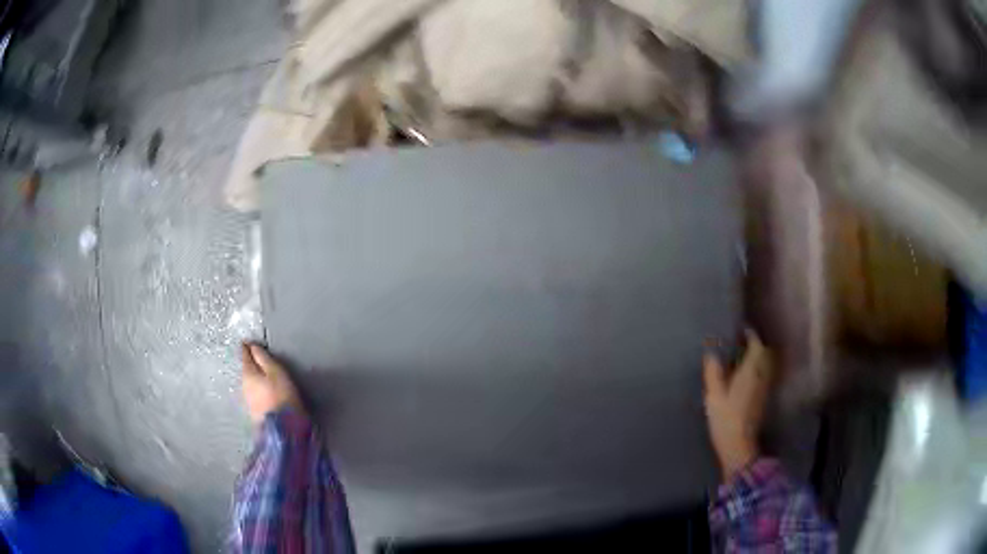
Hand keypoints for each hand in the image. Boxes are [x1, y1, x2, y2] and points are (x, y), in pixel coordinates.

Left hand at [241, 343, 302, 424]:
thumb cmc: (281, 395)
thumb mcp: (275, 372)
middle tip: (256, 357)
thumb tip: (252, 346)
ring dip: (254, 378)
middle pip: (246, 370)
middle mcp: (243, 385)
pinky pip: (253, 394)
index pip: (244, 355)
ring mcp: (247, 400)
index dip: (247, 347)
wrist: (282, 428)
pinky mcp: (253, 411)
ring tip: (262, 375)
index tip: (248, 341)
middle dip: (250, 364)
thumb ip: (263, 358)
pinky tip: (263, 391)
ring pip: (249, 383)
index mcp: (247, 373)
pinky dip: (257, 389)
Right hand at [703, 330, 773, 482]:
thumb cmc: (726, 419)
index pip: (756, 345)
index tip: (741, 330)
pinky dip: (756, 371)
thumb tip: (711, 353)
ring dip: (757, 358)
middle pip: (763, 354)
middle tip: (740, 342)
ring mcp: (764, 388)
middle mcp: (762, 376)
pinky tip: (745, 378)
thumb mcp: (714, 396)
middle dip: (755, 346)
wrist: (739, 446)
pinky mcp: (762, 400)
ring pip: (764, 365)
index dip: (750, 335)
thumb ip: (713, 372)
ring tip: (742, 358)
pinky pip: (762, 376)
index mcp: (751, 371)